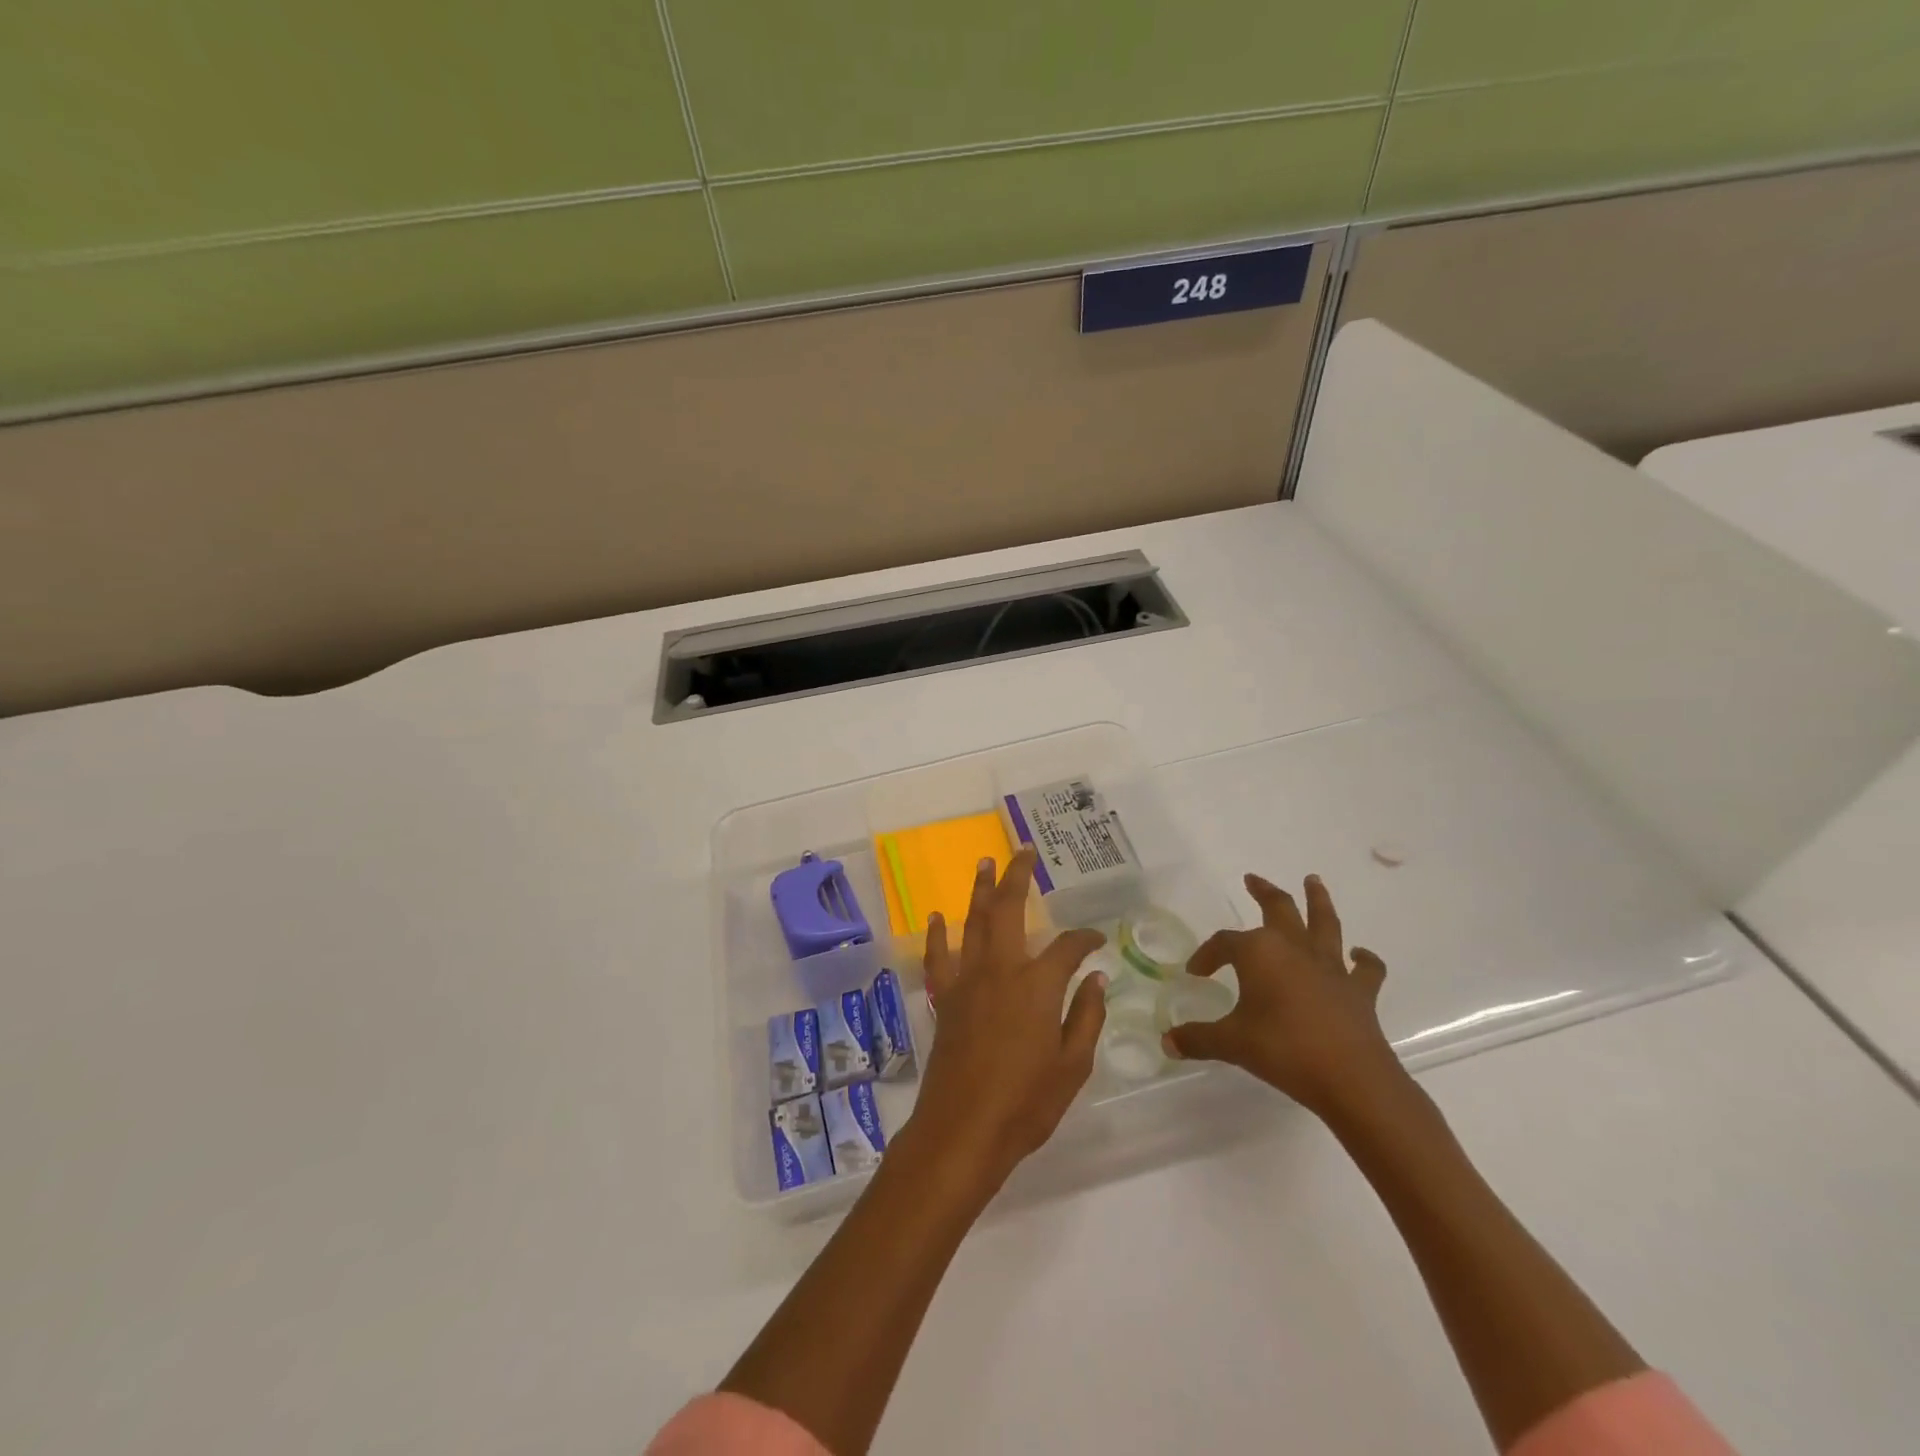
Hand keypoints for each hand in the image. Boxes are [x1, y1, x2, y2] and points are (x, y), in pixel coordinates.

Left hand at [905, 847, 1106, 1196]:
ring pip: (973, 922)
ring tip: (984, 862)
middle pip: (1008, 909)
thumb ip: (1087, 1016)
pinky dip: (938, 935)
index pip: (1067, 947)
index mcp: (1037, 985)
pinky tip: (938, 917)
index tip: (1096, 941)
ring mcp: (966, 981)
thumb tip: (1097, 978)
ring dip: (979, 890)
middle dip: (1017, 876)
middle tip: (1024, 852)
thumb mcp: (1073, 1065)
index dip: (1085, 940)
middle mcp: (1000, 970)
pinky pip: (938, 957)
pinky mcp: (944, 998)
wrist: (963, 1130)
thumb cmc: (1026, 1103)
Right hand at [1162, 873, 1405, 1122]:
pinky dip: (1364, 959)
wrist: (1350, 1079)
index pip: (1224, 943)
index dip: (1207, 955)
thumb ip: (1198, 1039)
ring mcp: (1330, 967)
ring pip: (1324, 922)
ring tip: (1313, 880)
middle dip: (1263, 892)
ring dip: (1318, 900)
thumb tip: (1167, 1042)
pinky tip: (1359, 955)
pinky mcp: (1359, 990)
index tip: (1196, 973)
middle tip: (1252, 879)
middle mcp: (1294, 948)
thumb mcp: (1232, 1044)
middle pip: (1278, 909)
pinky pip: (1365, 968)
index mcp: (1259, 953)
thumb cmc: (1283, 1051)